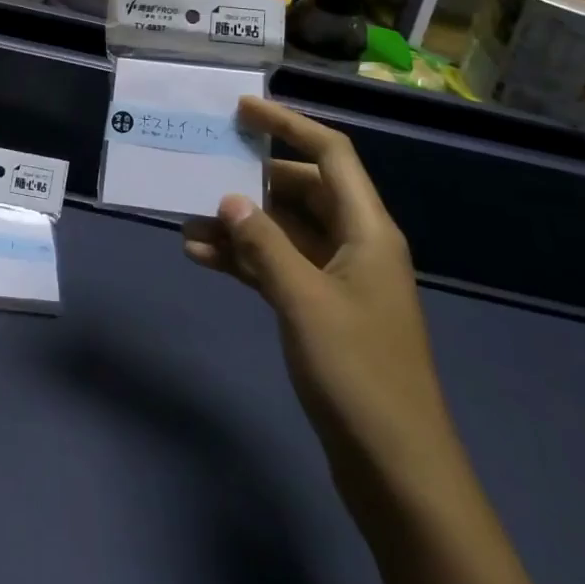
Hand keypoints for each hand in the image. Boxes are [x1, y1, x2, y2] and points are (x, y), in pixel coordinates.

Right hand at [183, 98, 462, 497]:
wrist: (397, 473)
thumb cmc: (359, 374)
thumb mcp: (304, 302)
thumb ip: (264, 244)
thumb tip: (228, 200)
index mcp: (367, 230)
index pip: (330, 154)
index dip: (288, 125)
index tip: (242, 110)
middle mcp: (355, 244)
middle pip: (301, 190)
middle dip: (253, 179)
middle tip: (204, 165)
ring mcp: (338, 279)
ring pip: (283, 231)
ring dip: (239, 224)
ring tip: (187, 218)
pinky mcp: (321, 311)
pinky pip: (276, 267)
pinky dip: (243, 260)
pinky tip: (201, 257)